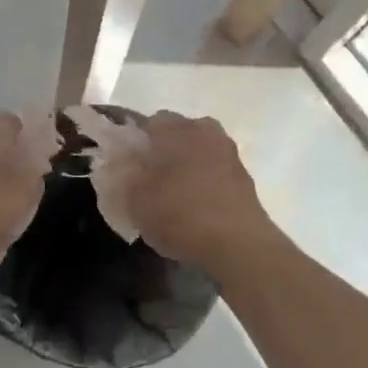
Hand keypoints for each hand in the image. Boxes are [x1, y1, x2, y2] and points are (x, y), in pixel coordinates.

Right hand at [125, 112, 269, 264]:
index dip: (135, 140)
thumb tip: (123, 163)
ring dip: (187, 163)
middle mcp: (204, 132)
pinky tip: (195, 205)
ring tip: (173, 192)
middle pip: (179, 131)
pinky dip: (204, 180)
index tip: (126, 162)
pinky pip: (215, 170)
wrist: (238, 246)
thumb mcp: (135, 200)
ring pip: (200, 149)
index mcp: (175, 130)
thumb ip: (124, 176)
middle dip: (164, 147)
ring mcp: (229, 154)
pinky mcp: (244, 178)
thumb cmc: (179, 215)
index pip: (148, 121)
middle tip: (149, 175)